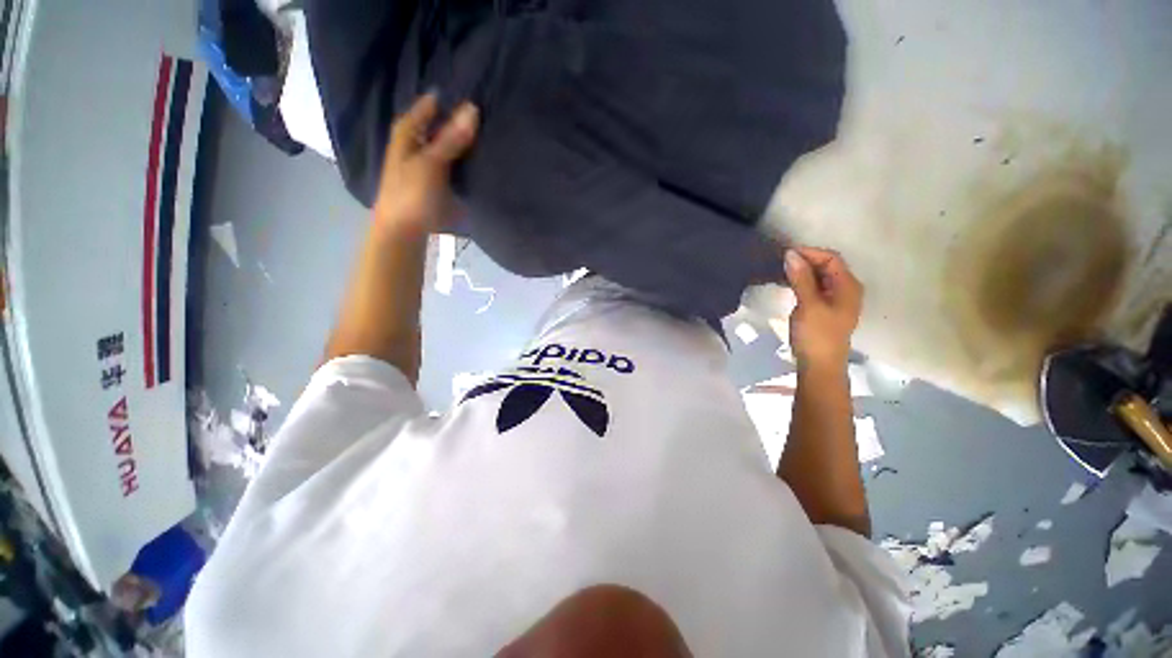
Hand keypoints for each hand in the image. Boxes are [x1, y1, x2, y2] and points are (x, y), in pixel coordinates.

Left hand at [372, 93, 478, 236]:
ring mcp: (428, 162)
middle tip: (490, 113)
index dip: (452, 98)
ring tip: (491, 133)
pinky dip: (466, 160)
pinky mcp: (438, 180)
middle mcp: (417, 142)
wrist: (405, 231)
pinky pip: (456, 163)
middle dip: (462, 120)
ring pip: (450, 144)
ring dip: (466, 141)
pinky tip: (482, 158)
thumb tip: (473, 108)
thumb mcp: (432, 163)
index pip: (432, 104)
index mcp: (408, 131)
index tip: (478, 93)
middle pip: (441, 124)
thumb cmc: (412, 194)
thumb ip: (451, 138)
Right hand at [782, 247, 862, 368]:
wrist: (820, 365)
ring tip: (781, 271)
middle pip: (827, 266)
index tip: (785, 254)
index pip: (831, 259)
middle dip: (805, 260)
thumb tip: (790, 254)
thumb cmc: (817, 335)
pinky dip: (802, 282)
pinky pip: (815, 287)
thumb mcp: (808, 304)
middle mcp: (846, 289)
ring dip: (802, 271)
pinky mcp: (825, 308)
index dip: (809, 253)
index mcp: (848, 286)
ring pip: (820, 277)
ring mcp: (836, 299)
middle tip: (780, 261)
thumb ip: (801, 278)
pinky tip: (788, 284)